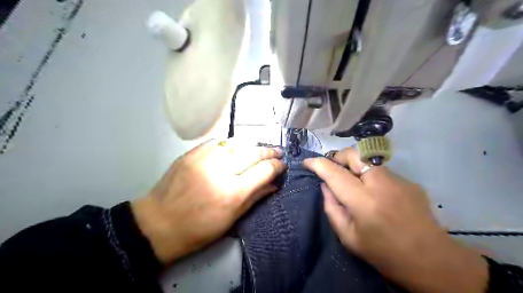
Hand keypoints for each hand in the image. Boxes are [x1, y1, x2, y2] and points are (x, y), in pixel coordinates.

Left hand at [131, 139, 284, 265]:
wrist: (158, 223)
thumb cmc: (198, 229)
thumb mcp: (231, 219)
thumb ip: (255, 197)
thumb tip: (274, 184)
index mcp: (233, 192)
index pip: (263, 170)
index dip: (277, 166)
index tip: (283, 165)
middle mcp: (221, 170)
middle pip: (253, 153)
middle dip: (269, 151)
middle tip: (277, 152)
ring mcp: (205, 158)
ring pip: (237, 143)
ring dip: (252, 145)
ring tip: (260, 148)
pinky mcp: (192, 153)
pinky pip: (218, 142)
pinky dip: (231, 144)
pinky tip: (236, 148)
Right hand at [305, 149, 487, 291]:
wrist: (433, 261)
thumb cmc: (384, 254)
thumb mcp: (349, 237)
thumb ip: (332, 208)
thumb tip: (325, 186)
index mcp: (363, 201)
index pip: (334, 172)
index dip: (317, 164)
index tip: (307, 162)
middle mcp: (381, 184)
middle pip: (354, 153)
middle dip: (338, 157)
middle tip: (333, 171)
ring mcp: (398, 180)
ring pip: (368, 160)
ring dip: (355, 166)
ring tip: (354, 184)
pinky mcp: (409, 182)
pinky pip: (381, 171)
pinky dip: (371, 176)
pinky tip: (376, 194)